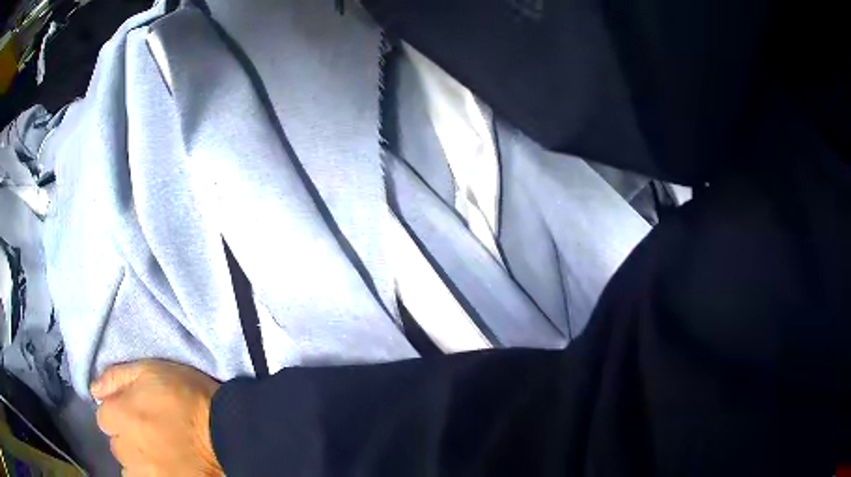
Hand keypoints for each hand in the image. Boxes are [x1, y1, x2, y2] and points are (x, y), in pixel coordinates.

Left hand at [92, 360, 223, 475]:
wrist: (226, 433)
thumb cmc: (187, 398)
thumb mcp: (151, 371)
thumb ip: (117, 377)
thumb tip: (94, 390)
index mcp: (120, 415)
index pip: (103, 417)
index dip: (117, 413)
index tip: (134, 414)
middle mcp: (127, 448)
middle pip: (116, 445)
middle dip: (127, 439)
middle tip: (149, 435)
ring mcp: (145, 473)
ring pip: (129, 469)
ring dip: (138, 462)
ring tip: (157, 456)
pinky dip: (149, 475)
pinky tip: (162, 469)